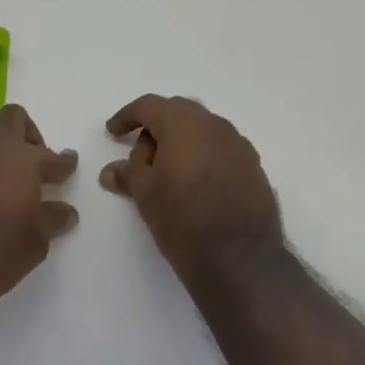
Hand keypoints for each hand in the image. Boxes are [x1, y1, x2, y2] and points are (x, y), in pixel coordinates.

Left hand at [0, 105, 78, 333]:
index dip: (63, 162)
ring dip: (1, 150)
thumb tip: (66, 211)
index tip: (69, 164)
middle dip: (28, 135)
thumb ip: (52, 219)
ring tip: (9, 180)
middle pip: (14, 119)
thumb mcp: (35, 240)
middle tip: (35, 163)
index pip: (52, 157)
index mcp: (24, 158)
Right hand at [101, 95, 282, 284]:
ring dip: (182, 142)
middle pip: (178, 111)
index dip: (128, 116)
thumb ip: (128, 175)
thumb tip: (111, 171)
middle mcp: (214, 124)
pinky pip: (221, 147)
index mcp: (184, 124)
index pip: (149, 105)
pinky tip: (196, 184)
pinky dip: (204, 155)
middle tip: (142, 158)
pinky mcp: (253, 165)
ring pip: (202, 128)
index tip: (113, 132)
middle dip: (156, 128)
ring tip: (168, 174)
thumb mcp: (146, 197)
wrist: (241, 259)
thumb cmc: (184, 221)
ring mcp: (238, 143)